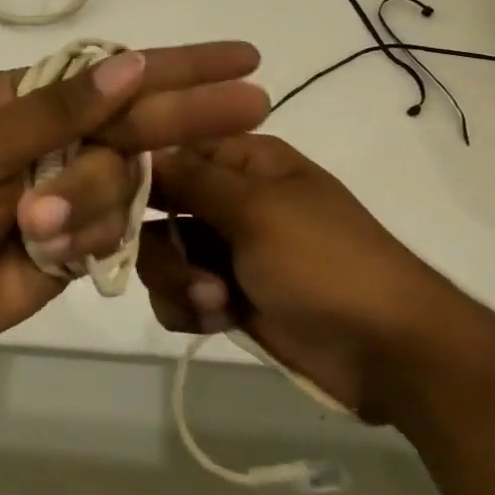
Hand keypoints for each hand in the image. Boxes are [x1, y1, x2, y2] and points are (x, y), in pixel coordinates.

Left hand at [0, 43, 269, 347]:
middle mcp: (61, 138)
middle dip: (190, 115)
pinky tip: (46, 251)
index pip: (117, 74)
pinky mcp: (79, 241)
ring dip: (85, 206)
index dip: (178, 65)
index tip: (238, 57)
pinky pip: (114, 233)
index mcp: (33, 99)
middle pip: (138, 122)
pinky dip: (87, 241)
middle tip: (254, 105)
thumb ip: (58, 110)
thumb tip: (132, 66)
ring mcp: (73, 191)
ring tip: (28, 228)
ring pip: (125, 184)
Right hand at [136, 135, 470, 418]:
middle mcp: (227, 199)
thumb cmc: (325, 262)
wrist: (386, 351)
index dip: (138, 169)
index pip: (171, 147)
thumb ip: (191, 178)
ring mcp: (225, 249)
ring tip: (216, 303)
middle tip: (187, 268)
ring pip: (159, 256)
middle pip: (154, 207)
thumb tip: (138, 143)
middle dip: (162, 244)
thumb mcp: (257, 210)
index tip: (108, 192)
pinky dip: (191, 308)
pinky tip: (221, 319)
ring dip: (178, 282)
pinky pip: (177, 294)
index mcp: (244, 161)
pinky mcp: (224, 295)